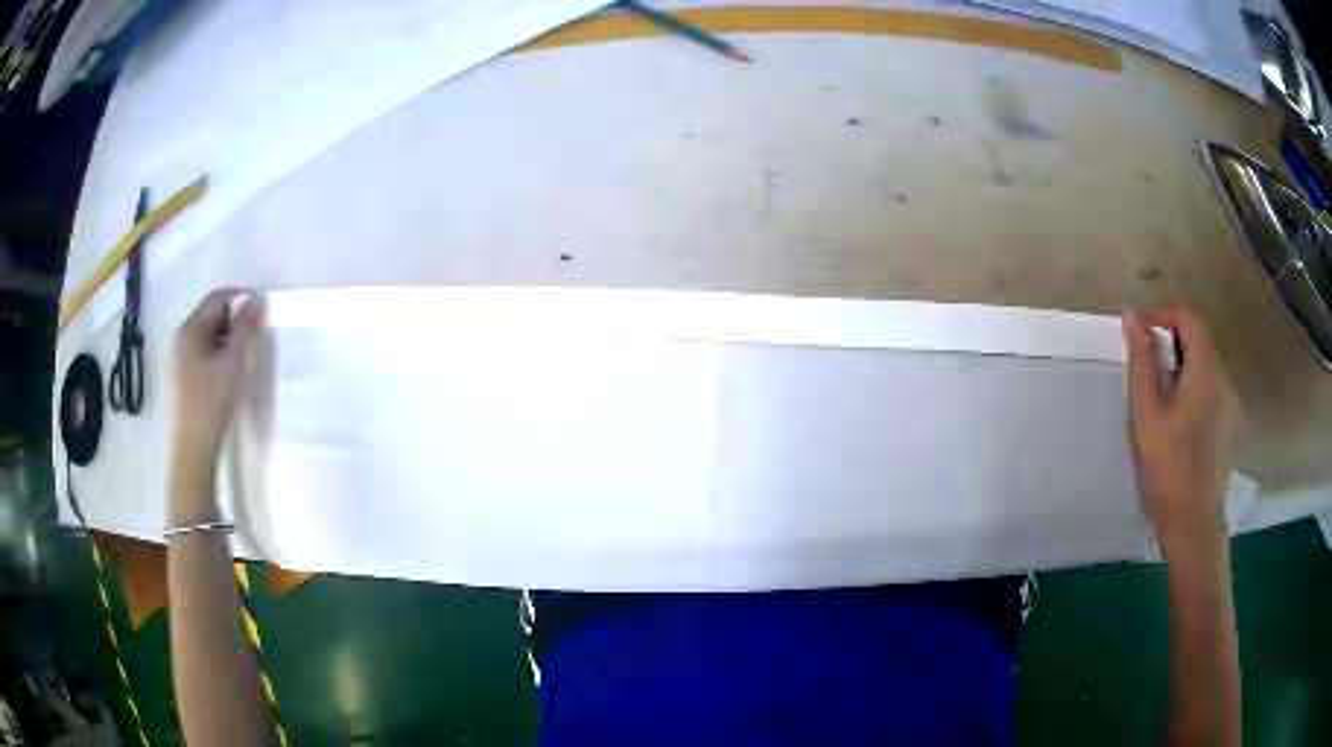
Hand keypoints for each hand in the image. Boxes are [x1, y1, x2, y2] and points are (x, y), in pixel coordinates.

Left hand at [173, 289, 262, 469]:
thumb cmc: (212, 400)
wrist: (194, 444)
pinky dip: (220, 349)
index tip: (260, 305)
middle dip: (234, 317)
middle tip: (254, 331)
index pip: (217, 298)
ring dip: (228, 335)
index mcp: (191, 328)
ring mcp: (182, 355)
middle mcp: (183, 336)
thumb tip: (256, 299)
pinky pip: (204, 349)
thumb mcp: (232, 362)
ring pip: (209, 333)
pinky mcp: (185, 372)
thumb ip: (244, 328)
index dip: (239, 296)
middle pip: (211, 313)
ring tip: (244, 351)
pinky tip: (230, 367)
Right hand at [1122, 309, 1233, 555]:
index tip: (1141, 338)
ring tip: (1157, 397)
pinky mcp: (1225, 425)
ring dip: (1181, 365)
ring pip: (1204, 365)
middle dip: (1171, 342)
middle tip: (1145, 369)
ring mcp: (1226, 404)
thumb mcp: (1147, 413)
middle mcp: (1221, 380)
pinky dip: (1191, 386)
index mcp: (1204, 371)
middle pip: (1199, 340)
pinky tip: (1176, 420)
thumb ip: (1142, 361)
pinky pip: (1209, 388)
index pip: (1189, 319)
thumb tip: (1132, 314)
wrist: (1193, 523)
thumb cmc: (1167, 468)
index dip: (1164, 317)